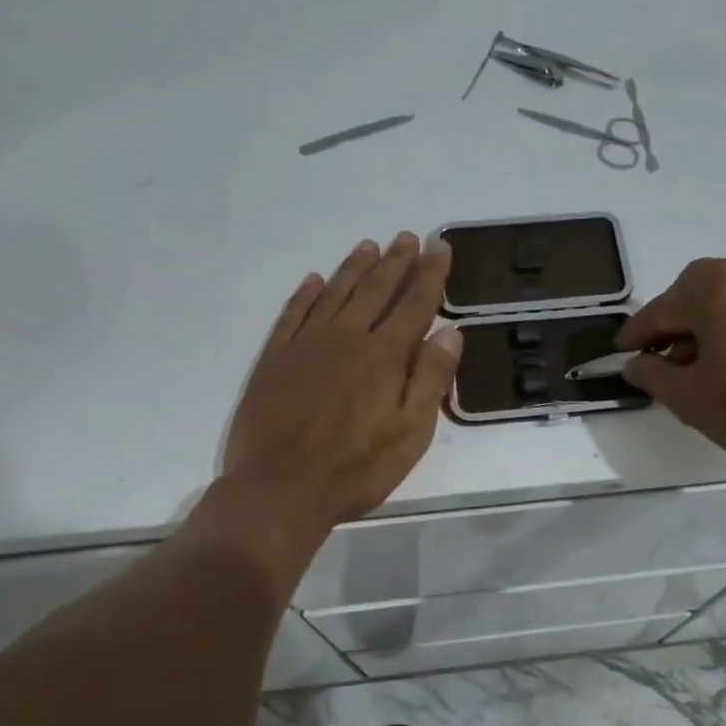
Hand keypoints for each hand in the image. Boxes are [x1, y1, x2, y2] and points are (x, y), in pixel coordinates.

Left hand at [224, 233, 461, 528]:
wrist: (281, 489)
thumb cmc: (356, 469)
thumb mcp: (410, 433)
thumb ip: (430, 380)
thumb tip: (451, 332)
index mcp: (384, 356)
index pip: (414, 305)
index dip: (429, 274)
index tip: (438, 246)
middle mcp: (346, 338)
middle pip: (375, 291)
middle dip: (394, 262)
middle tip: (406, 237)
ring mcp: (306, 346)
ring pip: (335, 294)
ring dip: (354, 268)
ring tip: (369, 246)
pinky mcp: (274, 359)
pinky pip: (293, 314)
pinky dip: (306, 295)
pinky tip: (315, 281)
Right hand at [616, 258, 725, 478]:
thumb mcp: (688, 397)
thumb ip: (652, 374)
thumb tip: (636, 363)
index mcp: (714, 287)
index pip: (659, 310)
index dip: (635, 336)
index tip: (619, 355)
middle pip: (692, 294)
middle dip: (670, 325)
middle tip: (657, 362)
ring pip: (723, 300)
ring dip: (701, 326)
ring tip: (693, 369)